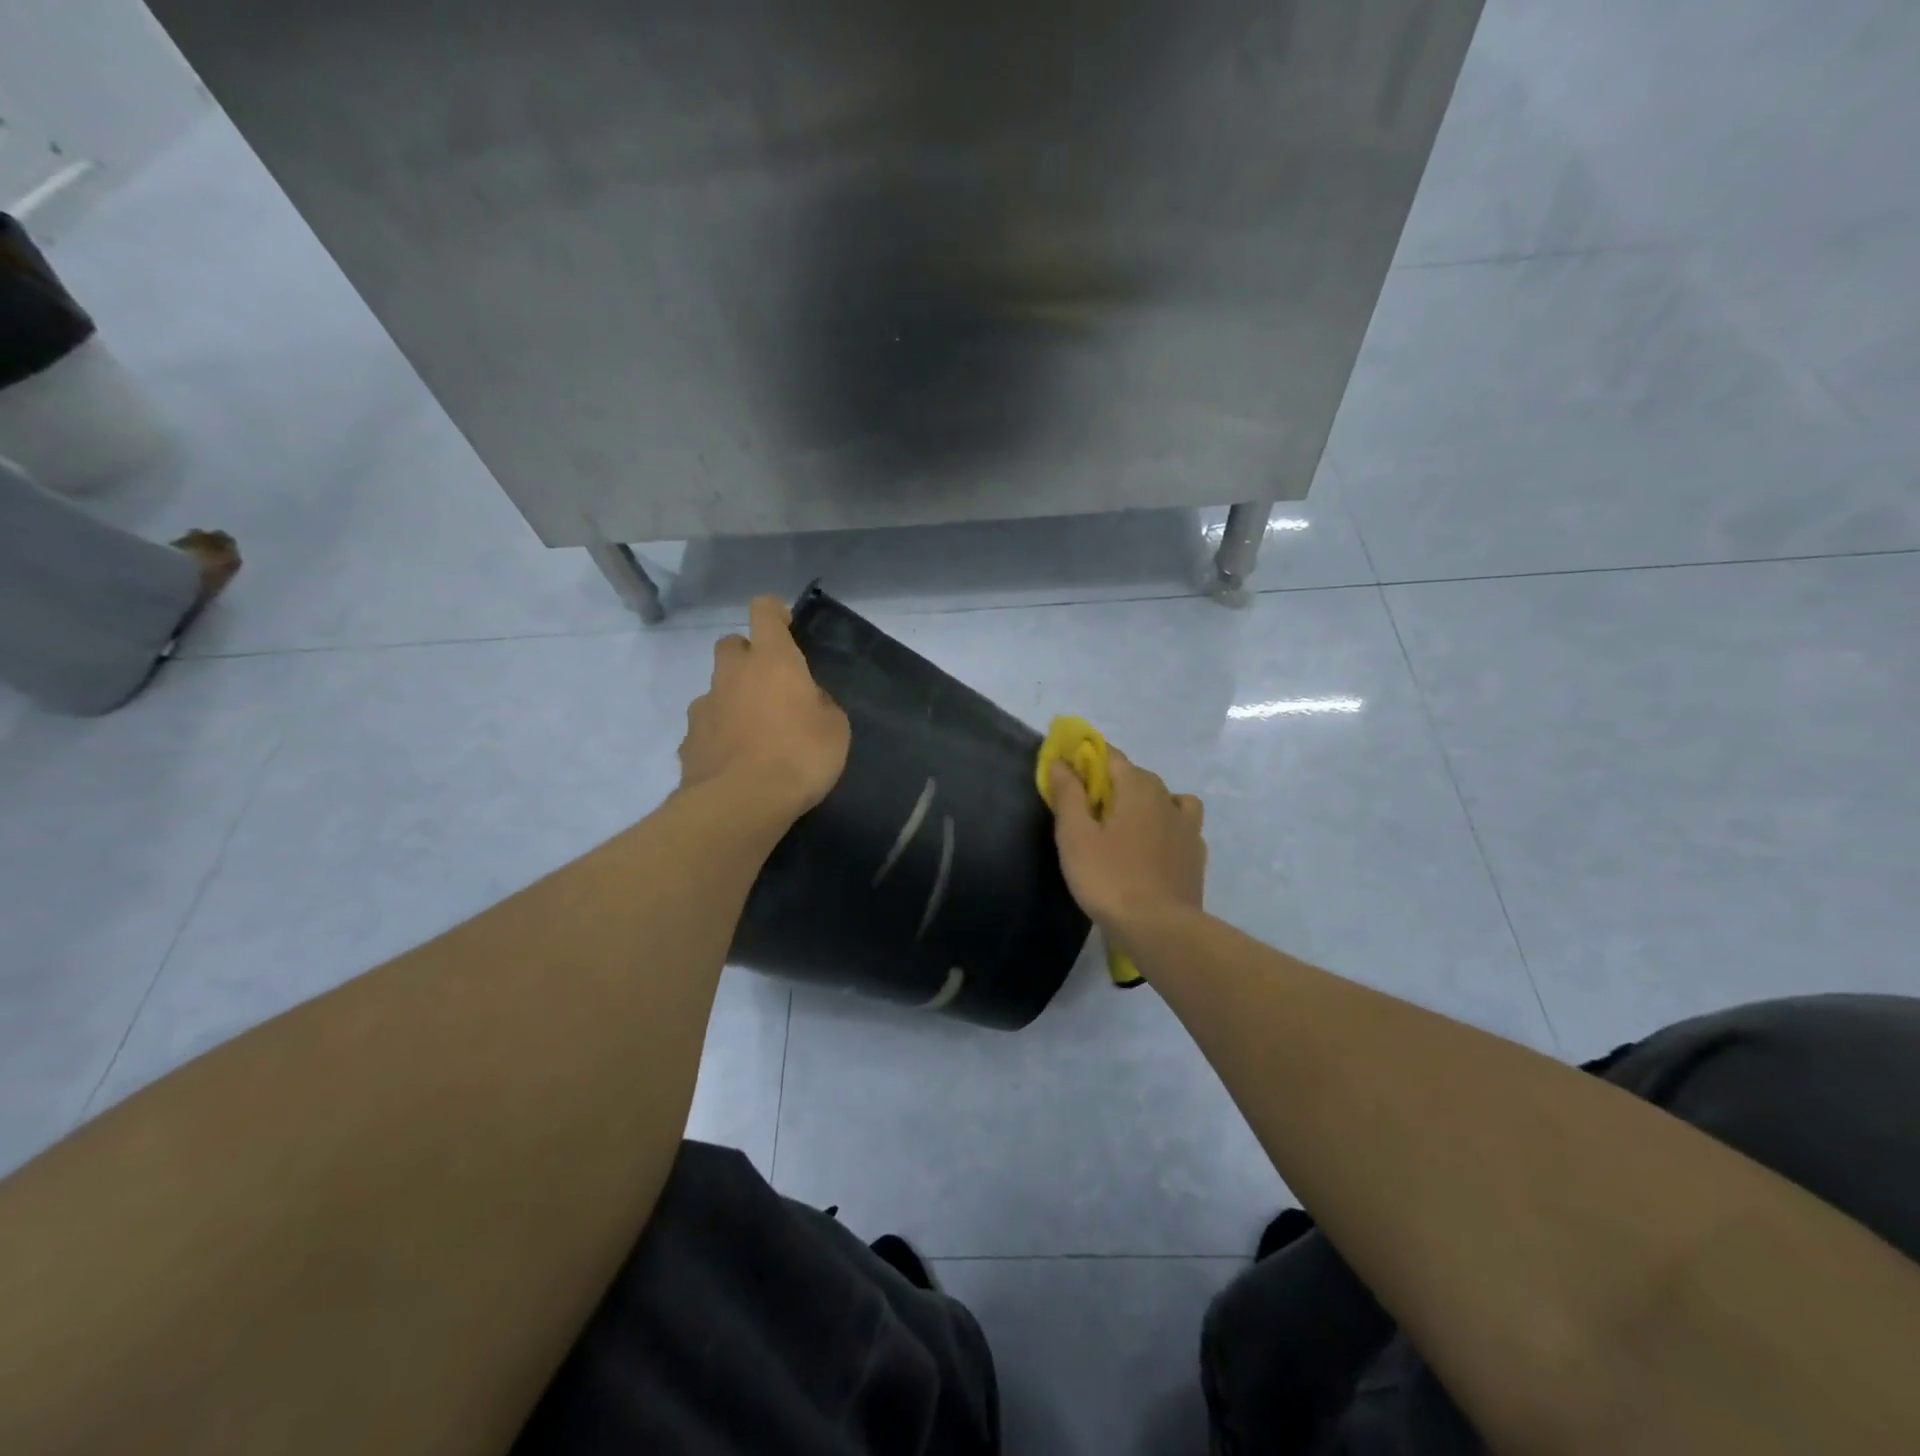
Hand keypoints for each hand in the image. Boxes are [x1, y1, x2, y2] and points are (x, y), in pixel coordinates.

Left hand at [680, 596, 850, 817]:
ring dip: (734, 698)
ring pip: (717, 688)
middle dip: (748, 656)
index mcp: (772, 660)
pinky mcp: (688, 740)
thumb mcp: (835, 729)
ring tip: (756, 733)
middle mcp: (732, 674)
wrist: (740, 803)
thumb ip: (820, 705)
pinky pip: (707, 726)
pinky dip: (720, 735)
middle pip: (732, 645)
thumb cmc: (799, 756)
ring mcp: (705, 706)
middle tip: (771, 685)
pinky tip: (737, 761)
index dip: (774, 613)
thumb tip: (808, 701)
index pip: (763, 611)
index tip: (786, 628)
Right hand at [1046, 749, 1206, 934]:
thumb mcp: (1075, 836)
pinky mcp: (1196, 854)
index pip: (1111, 756)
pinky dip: (1166, 825)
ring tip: (1126, 824)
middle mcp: (1166, 798)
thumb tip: (1061, 762)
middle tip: (1085, 807)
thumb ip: (1068, 794)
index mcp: (1137, 788)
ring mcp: (1187, 827)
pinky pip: (1181, 825)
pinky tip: (1154, 845)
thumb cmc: (1109, 878)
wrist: (1160, 928)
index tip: (1067, 772)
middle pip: (1136, 776)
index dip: (1086, 758)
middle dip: (1111, 781)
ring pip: (1165, 798)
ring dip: (1145, 801)